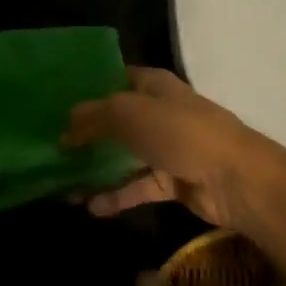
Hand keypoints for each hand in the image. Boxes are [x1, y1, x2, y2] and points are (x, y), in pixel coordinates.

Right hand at [62, 67, 285, 233]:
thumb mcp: (127, 113)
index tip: (56, 102)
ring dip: (96, 169)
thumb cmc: (179, 132)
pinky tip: (90, 207)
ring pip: (123, 156)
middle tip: (50, 146)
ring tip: (62, 182)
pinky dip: (115, 196)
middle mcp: (158, 113)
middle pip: (116, 120)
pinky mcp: (171, 181)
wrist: (234, 178)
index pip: (115, 78)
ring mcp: (166, 148)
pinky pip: (136, 187)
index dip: (88, 88)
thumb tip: (64, 129)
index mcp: (153, 85)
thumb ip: (92, 117)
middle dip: (86, 133)